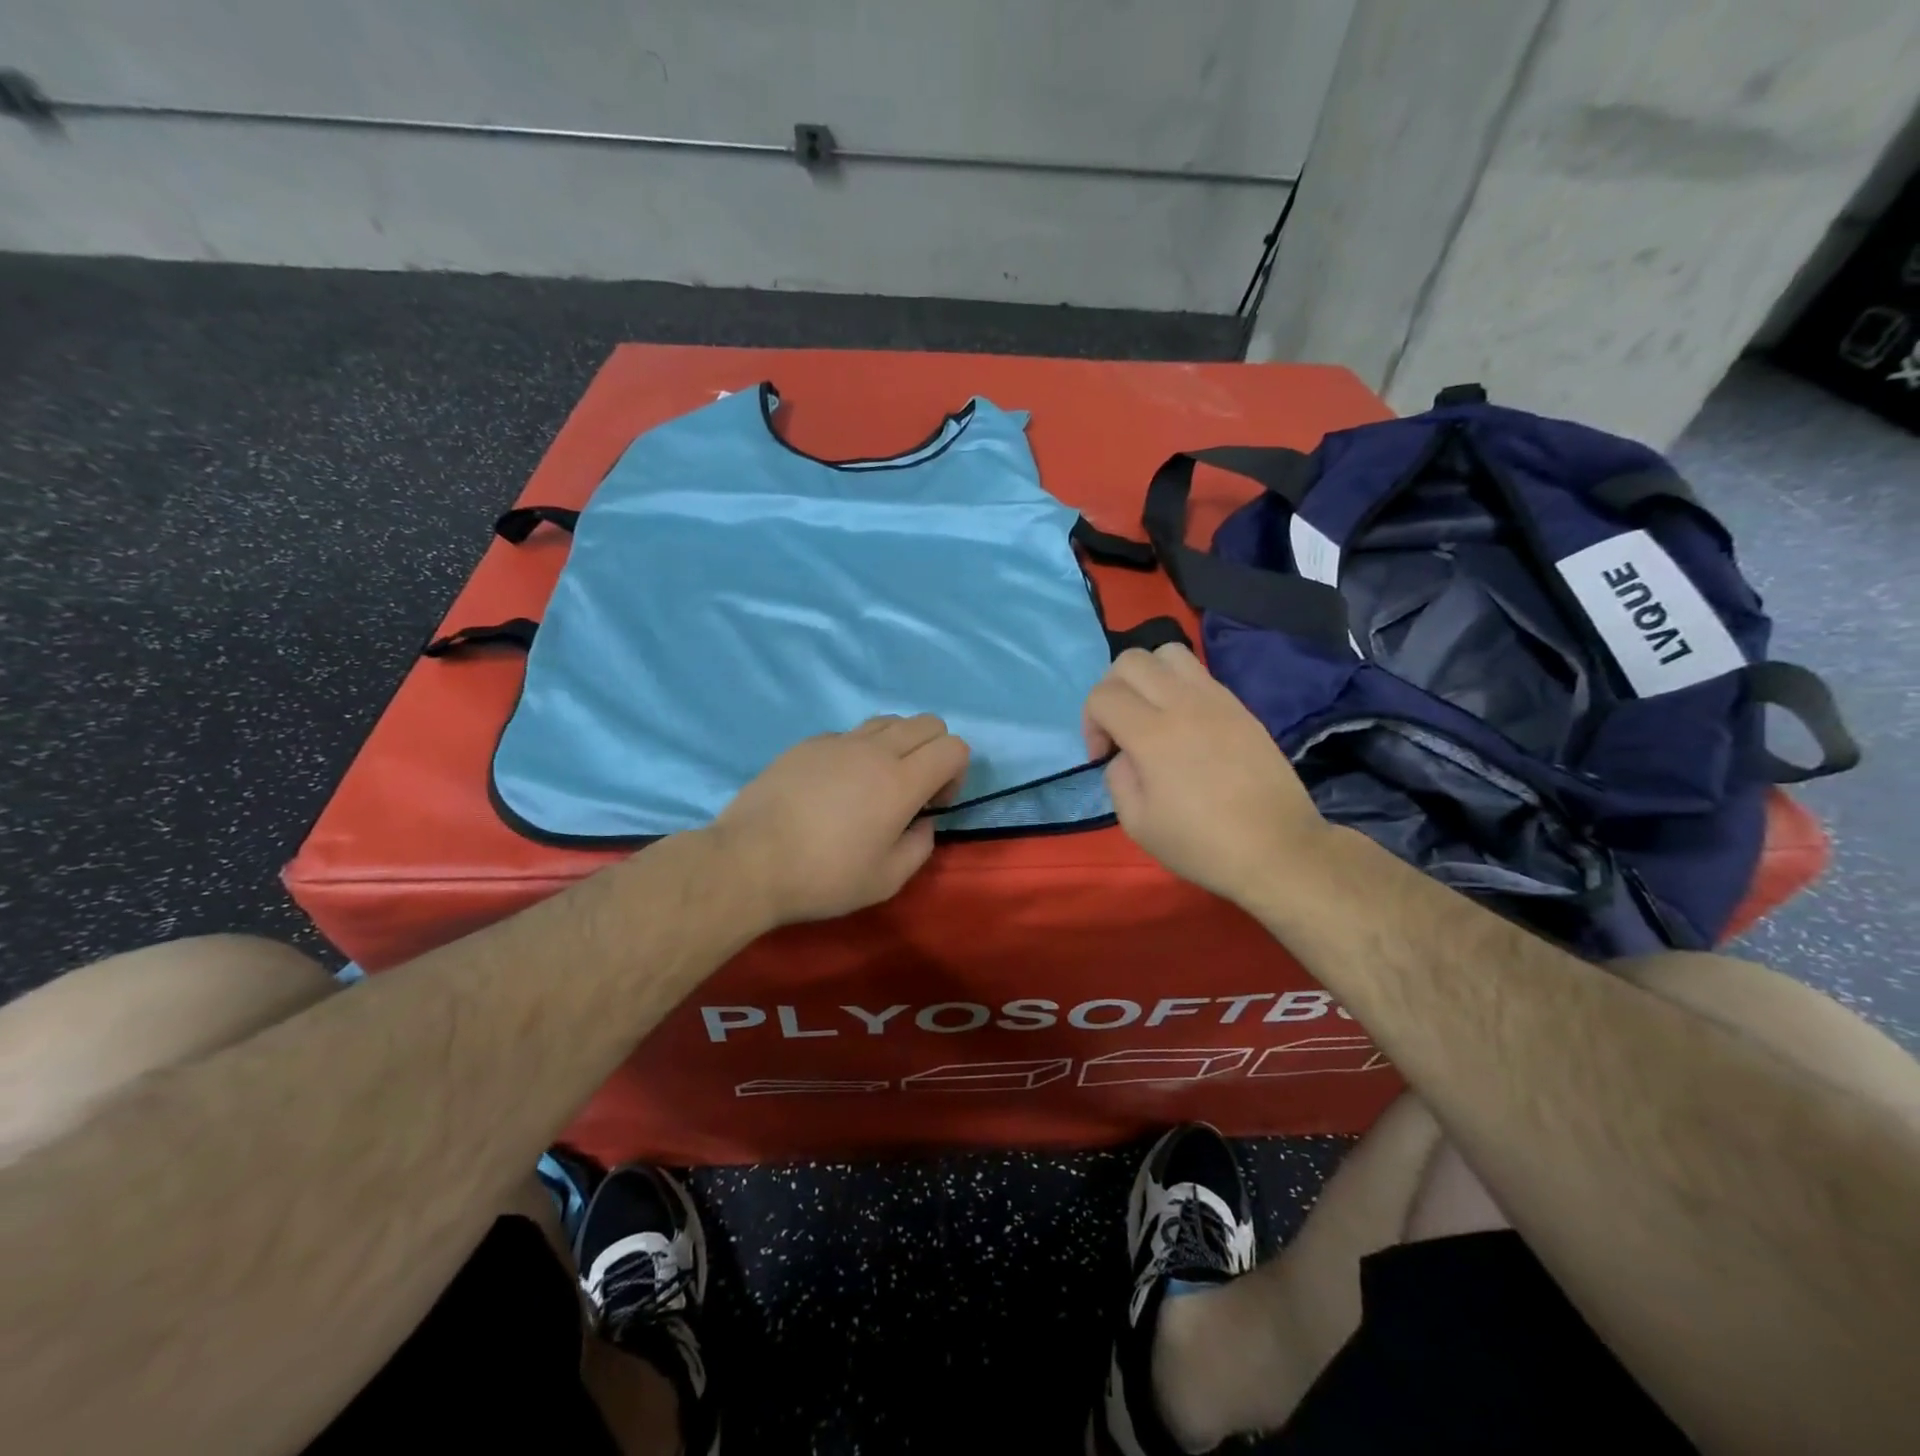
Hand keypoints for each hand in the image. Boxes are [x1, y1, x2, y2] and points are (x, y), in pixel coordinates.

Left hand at [711, 715, 969, 926]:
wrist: (749, 861)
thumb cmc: (824, 877)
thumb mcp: (886, 880)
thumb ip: (920, 846)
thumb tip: (922, 822)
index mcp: (902, 781)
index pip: (954, 746)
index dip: (956, 773)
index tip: (931, 805)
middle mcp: (875, 750)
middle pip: (927, 723)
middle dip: (934, 751)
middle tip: (912, 791)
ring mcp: (838, 742)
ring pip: (888, 721)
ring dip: (898, 746)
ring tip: (875, 785)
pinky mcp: (807, 744)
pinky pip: (849, 735)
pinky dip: (858, 752)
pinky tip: (834, 788)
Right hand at [1083, 644, 1327, 906]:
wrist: (1278, 849)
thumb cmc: (1202, 845)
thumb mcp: (1137, 824)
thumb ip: (1118, 778)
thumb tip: (1125, 754)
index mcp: (1153, 735)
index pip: (1103, 695)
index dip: (1090, 723)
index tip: (1102, 757)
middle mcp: (1183, 704)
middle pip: (1131, 660)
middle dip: (1111, 689)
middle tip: (1119, 727)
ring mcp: (1217, 700)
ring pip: (1169, 652)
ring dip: (1148, 676)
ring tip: (1151, 713)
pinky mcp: (1240, 707)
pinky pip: (1199, 674)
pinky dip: (1178, 687)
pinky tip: (1184, 726)